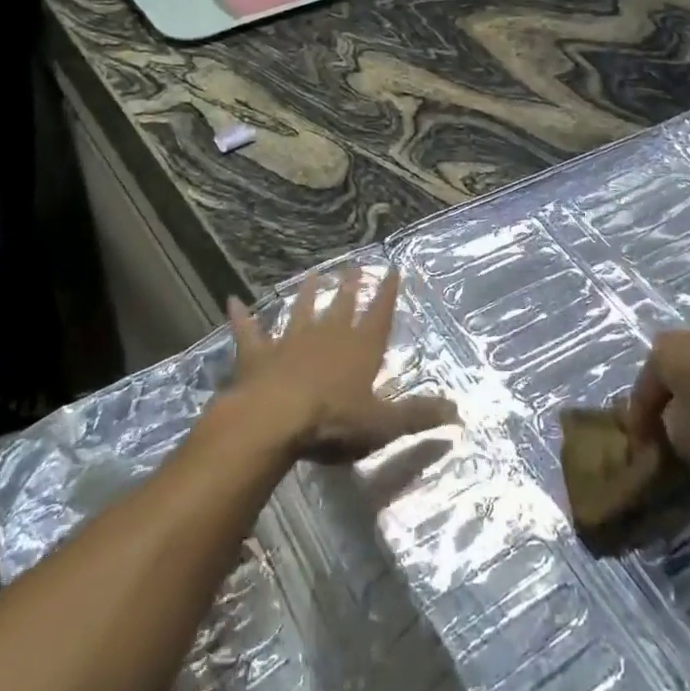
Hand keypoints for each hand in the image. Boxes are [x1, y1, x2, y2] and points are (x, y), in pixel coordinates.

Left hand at [226, 267, 456, 463]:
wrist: (275, 419)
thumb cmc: (334, 421)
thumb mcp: (384, 424)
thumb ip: (419, 415)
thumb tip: (458, 412)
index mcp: (359, 348)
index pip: (379, 314)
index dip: (387, 293)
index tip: (392, 269)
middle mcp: (327, 335)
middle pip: (342, 306)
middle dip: (350, 287)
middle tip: (353, 267)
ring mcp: (290, 340)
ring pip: (301, 309)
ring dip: (307, 293)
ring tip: (313, 275)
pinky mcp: (257, 353)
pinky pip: (248, 330)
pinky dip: (240, 316)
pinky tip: (232, 300)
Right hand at [630, 325, 689, 477]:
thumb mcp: (683, 439)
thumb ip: (670, 433)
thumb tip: (677, 430)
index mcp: (661, 352)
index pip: (643, 391)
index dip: (641, 424)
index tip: (644, 451)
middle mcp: (689, 335)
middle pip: (677, 377)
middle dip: (677, 405)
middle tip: (680, 436)